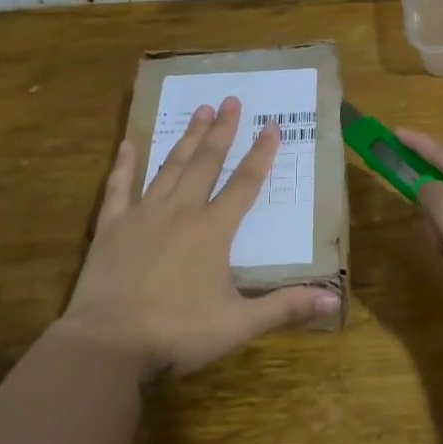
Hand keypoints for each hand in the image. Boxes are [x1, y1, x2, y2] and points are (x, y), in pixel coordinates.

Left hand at [59, 97, 340, 377]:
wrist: (108, 344)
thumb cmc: (178, 333)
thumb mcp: (238, 324)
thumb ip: (285, 307)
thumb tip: (334, 302)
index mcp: (213, 231)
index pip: (244, 184)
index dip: (260, 155)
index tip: (272, 126)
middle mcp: (181, 212)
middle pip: (206, 163)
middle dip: (222, 131)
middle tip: (231, 100)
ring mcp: (143, 215)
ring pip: (170, 167)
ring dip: (186, 138)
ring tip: (199, 110)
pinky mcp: (111, 227)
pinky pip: (119, 187)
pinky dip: (124, 164)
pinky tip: (127, 144)